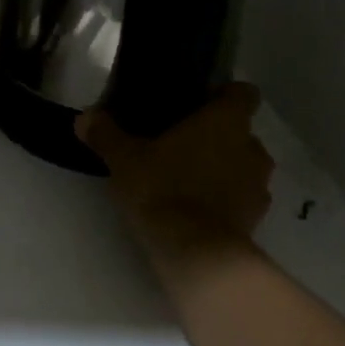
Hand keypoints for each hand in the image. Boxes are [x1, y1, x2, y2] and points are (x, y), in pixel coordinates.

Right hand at [78, 84, 274, 258]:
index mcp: (225, 121)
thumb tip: (85, 117)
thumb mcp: (123, 159)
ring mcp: (259, 185)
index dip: (223, 96)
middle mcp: (251, 147)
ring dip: (222, 169)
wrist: (195, 252)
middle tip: (179, 145)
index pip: (243, 93)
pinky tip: (196, 209)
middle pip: (240, 131)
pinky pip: (241, 198)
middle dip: (215, 137)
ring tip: (186, 179)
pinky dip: (225, 199)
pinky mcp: (256, 217)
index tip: (199, 104)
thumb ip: (105, 134)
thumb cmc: (162, 188)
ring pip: (242, 165)